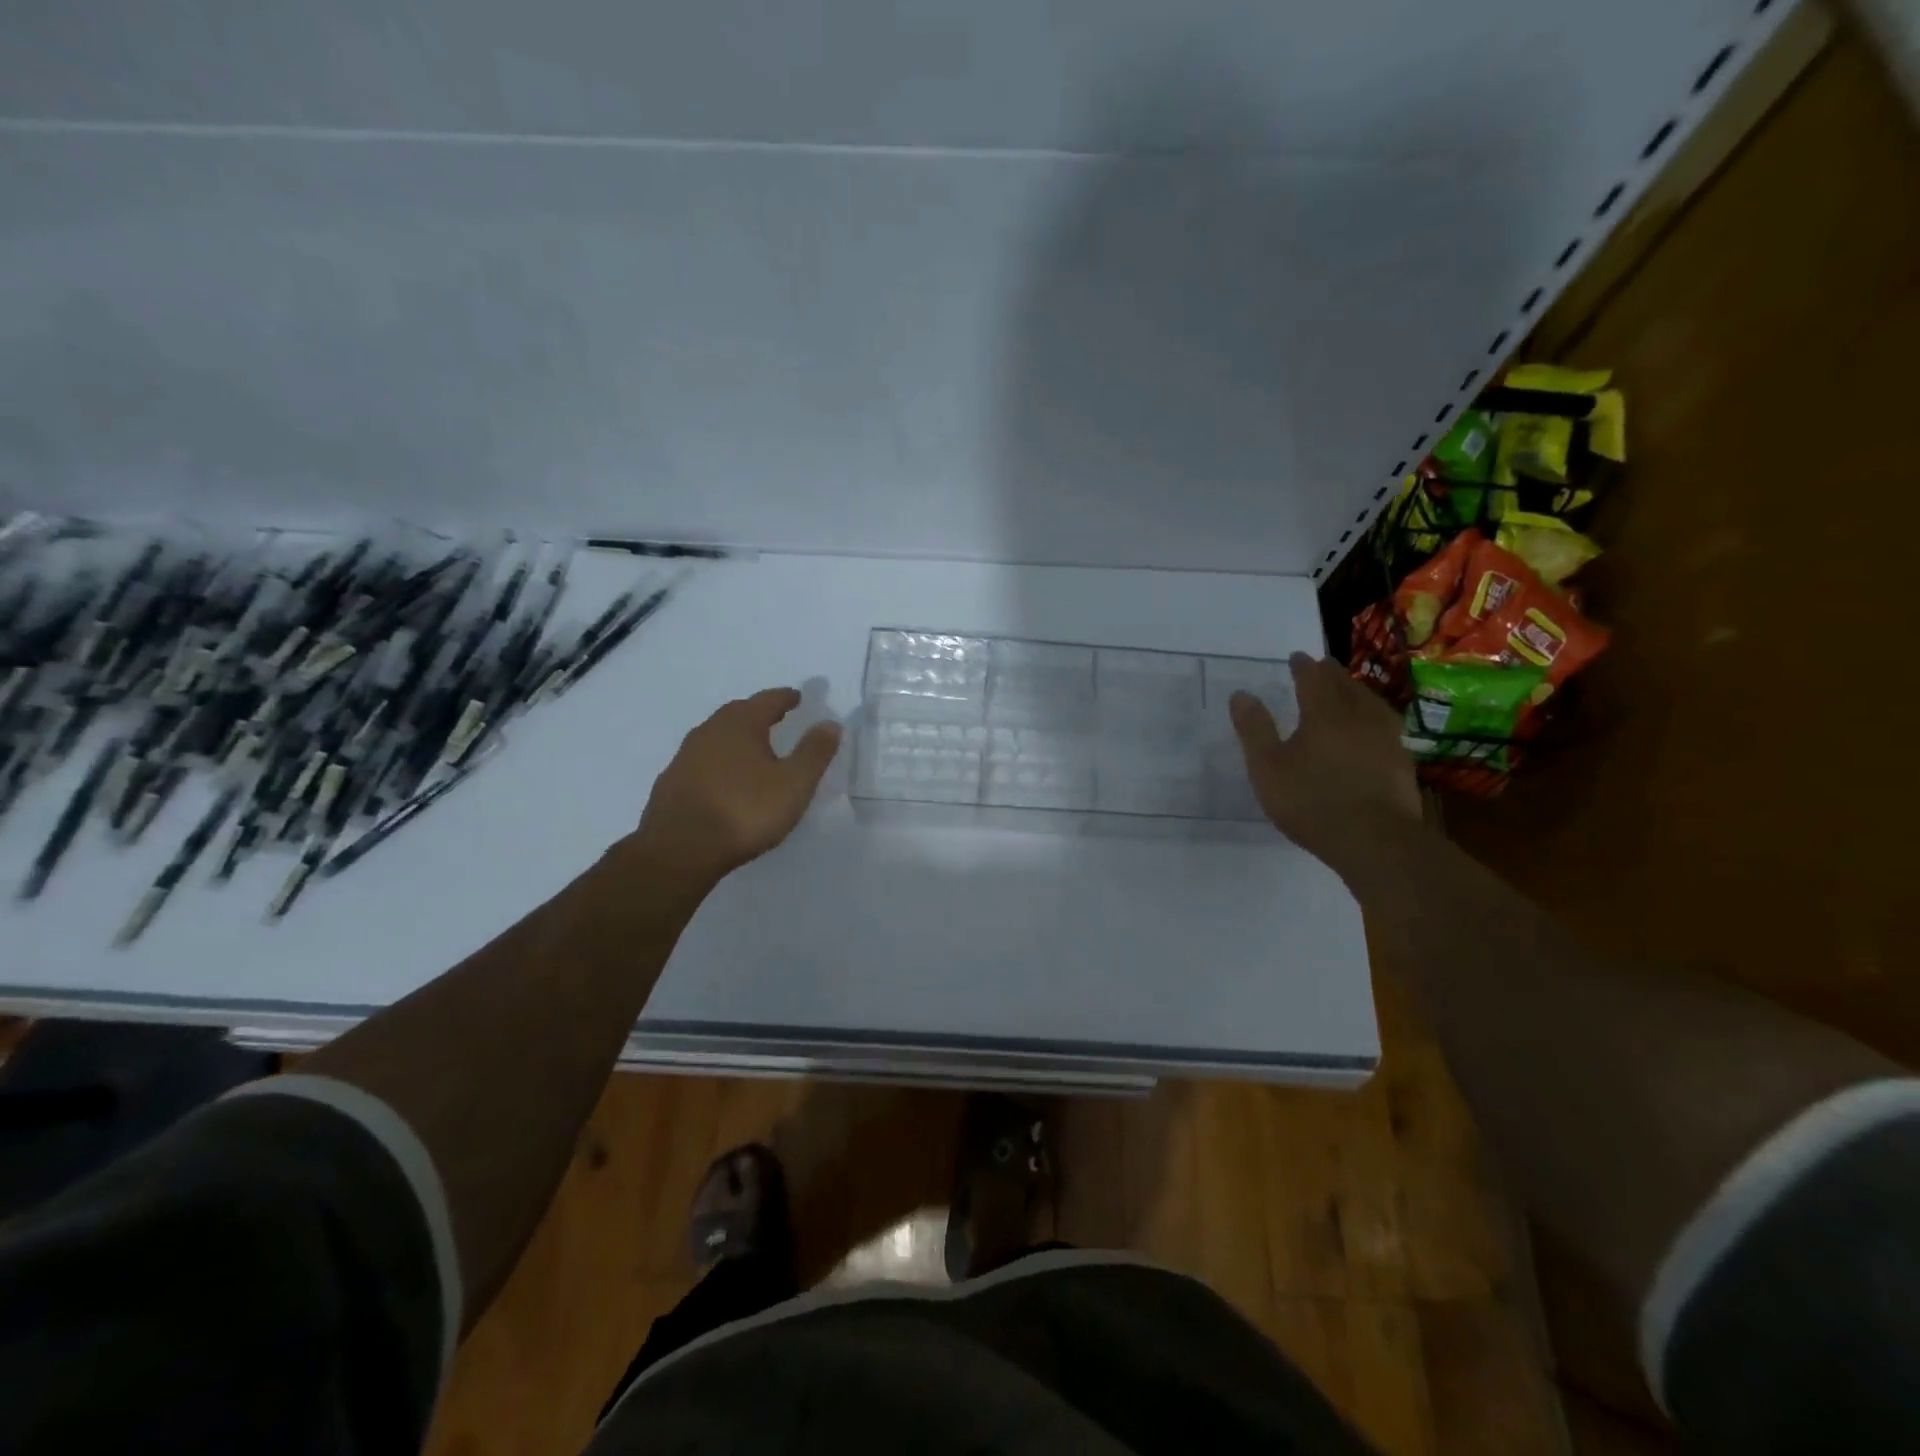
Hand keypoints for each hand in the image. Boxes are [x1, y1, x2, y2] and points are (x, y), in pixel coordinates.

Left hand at [631, 687, 841, 888]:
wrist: (680, 849)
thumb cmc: (745, 811)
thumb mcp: (794, 784)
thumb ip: (814, 752)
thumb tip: (830, 723)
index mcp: (740, 725)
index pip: (767, 701)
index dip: (785, 698)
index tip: (797, 697)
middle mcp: (709, 732)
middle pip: (738, 713)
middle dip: (758, 713)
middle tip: (776, 717)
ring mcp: (685, 757)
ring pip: (717, 737)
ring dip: (736, 737)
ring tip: (753, 749)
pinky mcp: (671, 783)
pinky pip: (702, 761)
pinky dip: (719, 761)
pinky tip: (725, 779)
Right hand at [1230, 654, 1421, 873]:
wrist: (1375, 840)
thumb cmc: (1311, 800)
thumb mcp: (1267, 768)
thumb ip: (1254, 730)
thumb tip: (1241, 694)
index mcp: (1324, 714)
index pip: (1314, 679)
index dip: (1304, 666)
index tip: (1297, 657)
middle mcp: (1359, 718)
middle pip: (1347, 686)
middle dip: (1332, 674)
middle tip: (1323, 666)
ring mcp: (1386, 740)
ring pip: (1372, 704)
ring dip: (1358, 692)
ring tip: (1350, 691)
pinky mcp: (1402, 763)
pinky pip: (1386, 727)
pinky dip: (1374, 719)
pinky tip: (1373, 730)